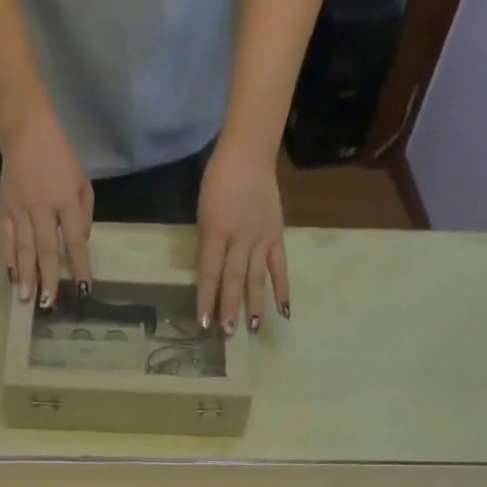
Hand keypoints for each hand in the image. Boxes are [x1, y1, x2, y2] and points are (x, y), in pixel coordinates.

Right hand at [0, 104, 93, 310]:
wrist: (25, 130)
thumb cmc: (59, 157)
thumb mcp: (82, 180)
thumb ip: (84, 213)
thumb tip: (81, 243)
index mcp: (66, 199)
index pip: (75, 240)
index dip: (80, 266)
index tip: (84, 290)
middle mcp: (43, 207)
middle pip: (47, 249)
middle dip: (48, 278)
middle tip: (49, 304)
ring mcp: (21, 209)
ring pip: (24, 248)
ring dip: (26, 275)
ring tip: (26, 298)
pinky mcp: (4, 208)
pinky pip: (7, 239)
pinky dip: (8, 259)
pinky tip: (11, 277)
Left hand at [195, 138, 290, 334]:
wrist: (249, 153)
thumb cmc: (218, 183)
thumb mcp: (203, 214)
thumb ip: (205, 247)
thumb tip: (205, 279)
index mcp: (216, 231)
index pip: (208, 272)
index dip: (205, 299)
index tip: (203, 322)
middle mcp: (240, 238)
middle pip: (234, 278)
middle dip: (230, 307)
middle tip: (228, 333)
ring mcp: (261, 238)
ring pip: (257, 277)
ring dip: (254, 305)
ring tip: (253, 329)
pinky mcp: (277, 236)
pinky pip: (280, 267)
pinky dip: (282, 289)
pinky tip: (283, 311)